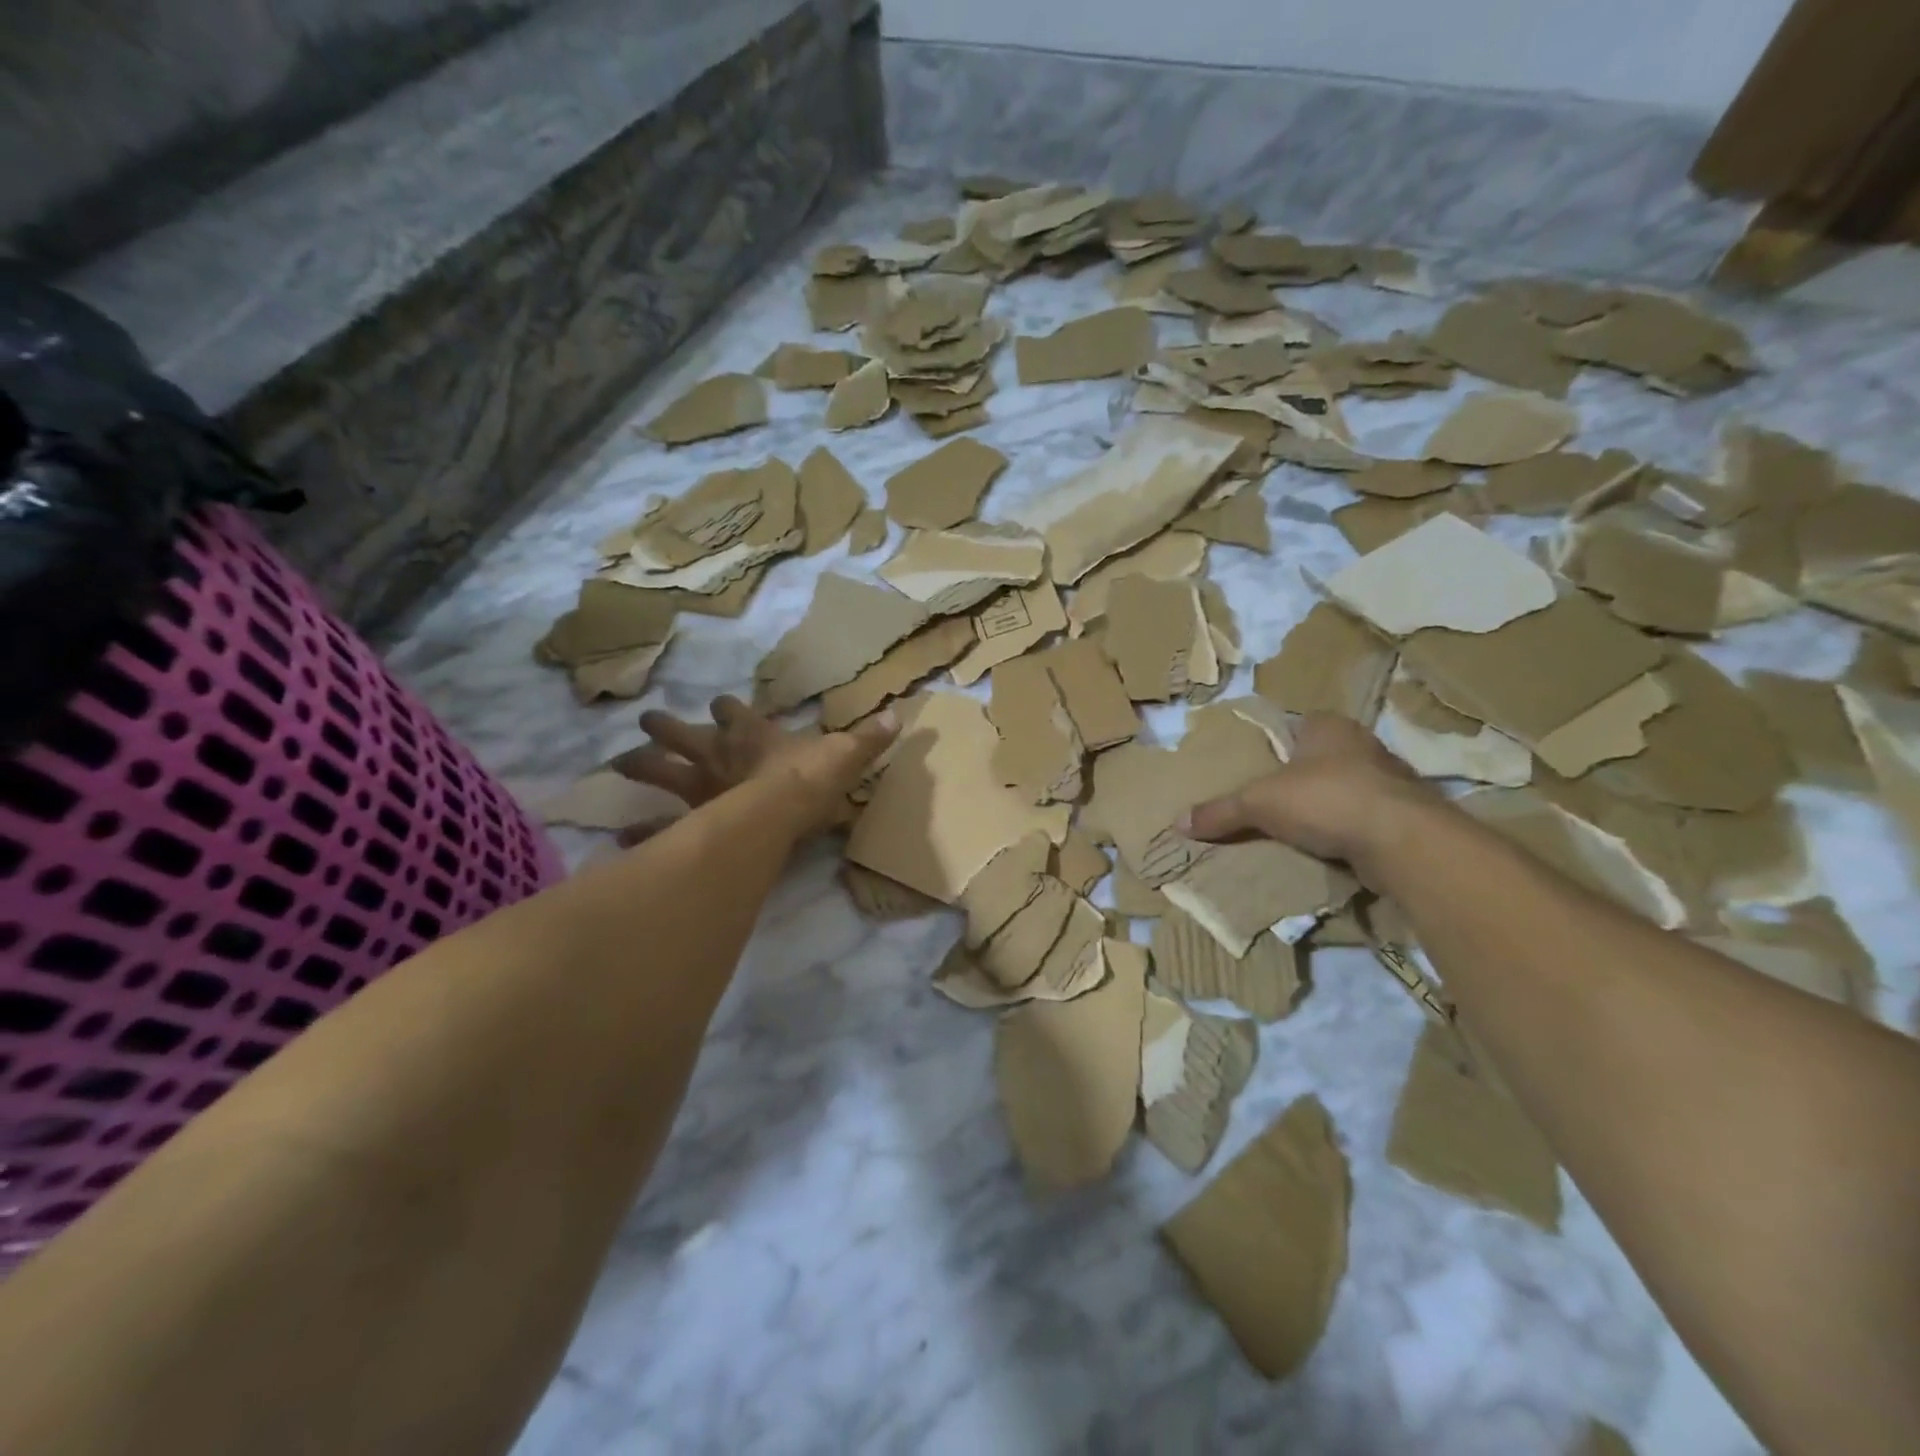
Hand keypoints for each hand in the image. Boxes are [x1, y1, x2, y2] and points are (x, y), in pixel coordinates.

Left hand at [610, 696, 897, 842]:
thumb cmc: (810, 780)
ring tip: (618, 764)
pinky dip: (640, 833)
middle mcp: (717, 754)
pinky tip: (620, 838)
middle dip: (665, 728)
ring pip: (660, 771)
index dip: (728, 709)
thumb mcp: (844, 756)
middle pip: (683, 735)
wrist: (781, 810)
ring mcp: (698, 787)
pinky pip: (658, 826)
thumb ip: (867, 739)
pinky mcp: (688, 820)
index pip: (734, 712)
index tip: (722, 705)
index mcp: (751, 734)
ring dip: (640, 766)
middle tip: (649, 722)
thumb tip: (899, 716)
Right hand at [1179, 712, 1436, 883]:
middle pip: (1324, 756)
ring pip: (1349, 787)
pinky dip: (1351, 830)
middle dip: (1303, 775)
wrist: (1401, 839)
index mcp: (1328, 727)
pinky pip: (1368, 817)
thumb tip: (1177, 823)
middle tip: (1275, 798)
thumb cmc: (1325, 799)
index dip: (1279, 742)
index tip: (1261, 765)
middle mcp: (1364, 744)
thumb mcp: (1259, 803)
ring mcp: (1392, 779)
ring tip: (1300, 827)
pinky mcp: (1408, 815)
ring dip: (1330, 804)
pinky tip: (1332, 847)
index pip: (1298, 724)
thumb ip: (1220, 811)